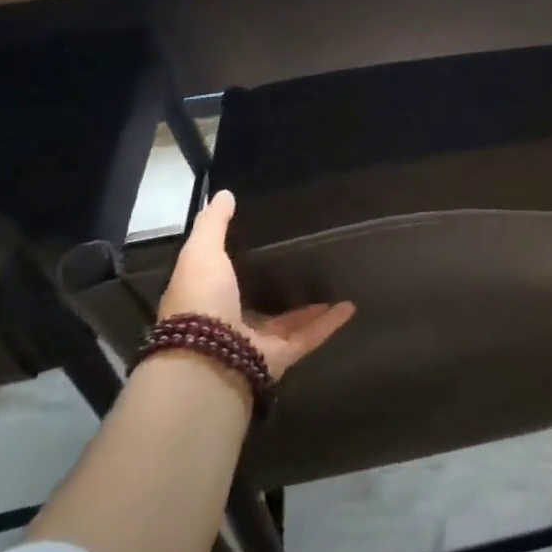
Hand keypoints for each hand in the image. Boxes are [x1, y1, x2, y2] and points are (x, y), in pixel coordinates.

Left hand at [158, 190, 354, 381]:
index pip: (225, 278)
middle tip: (307, 259)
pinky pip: (310, 336)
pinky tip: (350, 306)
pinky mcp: (280, 356)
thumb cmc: (201, 300)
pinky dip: (330, 323)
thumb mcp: (201, 252)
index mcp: (209, 298)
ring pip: (289, 321)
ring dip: (311, 305)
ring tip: (335, 281)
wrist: (207, 358)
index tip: (267, 239)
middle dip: (280, 285)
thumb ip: (213, 225)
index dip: (241, 261)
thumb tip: (224, 194)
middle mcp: (231, 322)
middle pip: (259, 301)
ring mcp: (257, 342)